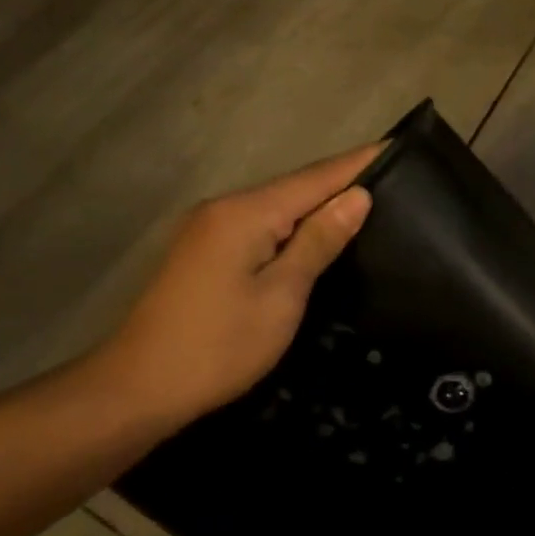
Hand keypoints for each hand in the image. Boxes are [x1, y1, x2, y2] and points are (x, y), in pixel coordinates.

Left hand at [88, 144, 380, 429]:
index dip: (357, 163)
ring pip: (276, 206)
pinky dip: (292, 224)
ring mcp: (208, 228)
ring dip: (317, 203)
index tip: (397, 146)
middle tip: (392, 179)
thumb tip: (357, 196)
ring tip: (365, 202)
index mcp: (245, 213)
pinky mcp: (203, 251)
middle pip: (294, 187)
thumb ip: (318, 241)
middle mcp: (224, 208)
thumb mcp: (281, 295)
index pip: (315, 177)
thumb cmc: (218, 346)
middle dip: (341, 181)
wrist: (137, 389)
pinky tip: (315, 233)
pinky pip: (259, 224)